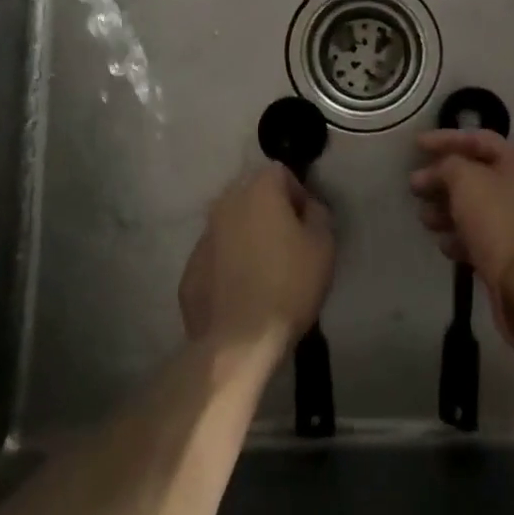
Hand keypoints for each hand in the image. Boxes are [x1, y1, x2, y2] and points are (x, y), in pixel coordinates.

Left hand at [179, 165, 335, 360]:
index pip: (281, 173)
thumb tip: (308, 207)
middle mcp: (225, 203)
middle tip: (288, 244)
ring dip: (247, 237)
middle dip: (270, 211)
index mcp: (257, 190)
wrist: (239, 341)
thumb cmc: (288, 285)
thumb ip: (319, 214)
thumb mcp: (323, 246)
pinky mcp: (190, 269)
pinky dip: (228, 265)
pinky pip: (216, 256)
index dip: (298, 195)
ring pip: (231, 225)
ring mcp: (203, 236)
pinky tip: (242, 292)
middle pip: (252, 195)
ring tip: (264, 271)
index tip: (307, 224)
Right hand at [410, 130, 513, 342]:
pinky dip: (461, 236)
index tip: (416, 146)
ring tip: (424, 218)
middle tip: (414, 186)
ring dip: (447, 209)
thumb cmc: (498, 221)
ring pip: (477, 207)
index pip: (478, 139)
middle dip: (442, 179)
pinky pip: (483, 235)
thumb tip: (439, 170)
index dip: (445, 139)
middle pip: (476, 174)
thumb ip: (447, 165)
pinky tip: (443, 244)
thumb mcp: (465, 181)